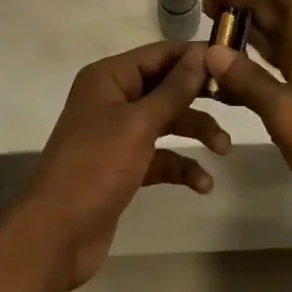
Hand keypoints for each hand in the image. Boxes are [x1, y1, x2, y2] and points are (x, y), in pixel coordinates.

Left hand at [15, 41, 229, 289]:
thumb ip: (173, 89)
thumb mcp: (138, 124)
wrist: (55, 237)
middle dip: (199, 97)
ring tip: (224, 150)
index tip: (233, 61)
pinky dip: (181, 166)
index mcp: (109, 77)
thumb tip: (202, 54)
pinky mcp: (124, 166)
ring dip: (195, 132)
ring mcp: (118, 133)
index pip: (160, 54)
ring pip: (167, 121)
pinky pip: (160, 156)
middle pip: (166, 87)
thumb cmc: (94, 168)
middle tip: (236, 102)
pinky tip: (203, 183)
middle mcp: (113, 98)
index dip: (195, 56)